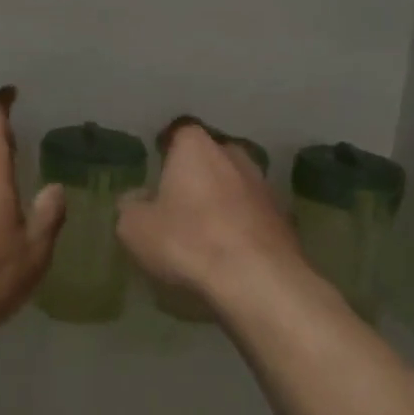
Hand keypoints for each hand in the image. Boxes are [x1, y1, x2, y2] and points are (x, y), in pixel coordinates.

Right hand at [116, 120, 307, 315]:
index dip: (166, 152)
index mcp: (196, 147)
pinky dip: (241, 225)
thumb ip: (129, 206)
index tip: (156, 173)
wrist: (258, 279)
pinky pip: (252, 213)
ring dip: (221, 200)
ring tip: (204, 231)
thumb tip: (136, 199)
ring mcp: (263, 184)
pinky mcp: (283, 216)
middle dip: (196, 175)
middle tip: (178, 203)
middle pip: (210, 158)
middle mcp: (233, 154)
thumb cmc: (188, 241)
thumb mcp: (135, 228)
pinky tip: (230, 250)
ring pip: (234, 185)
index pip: (177, 134)